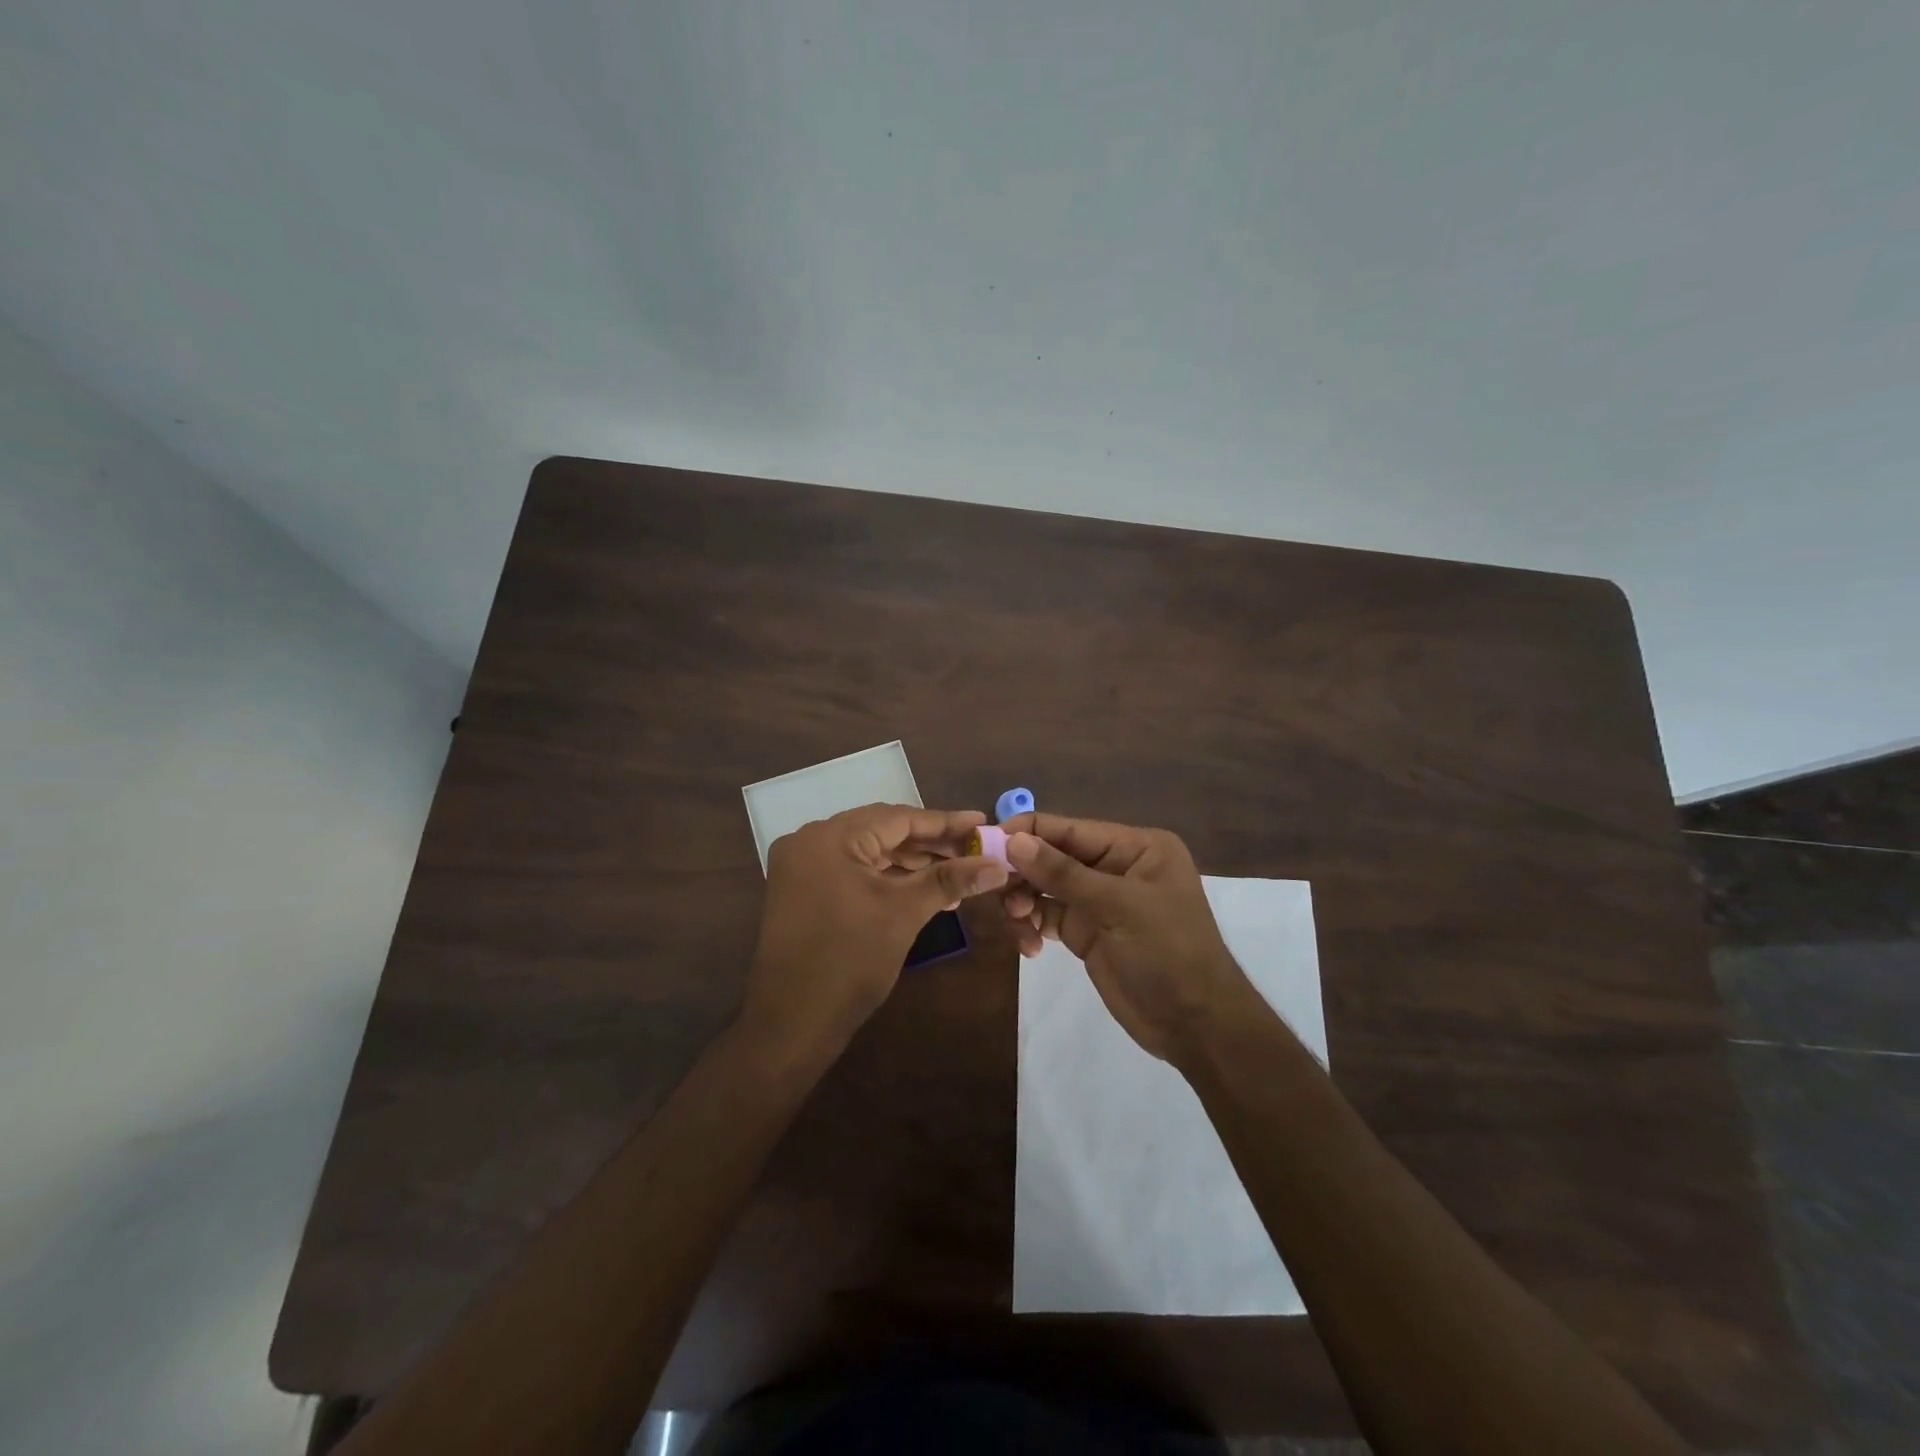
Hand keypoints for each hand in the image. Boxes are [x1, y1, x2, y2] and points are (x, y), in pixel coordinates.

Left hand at [744, 804, 1007, 1060]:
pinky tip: (919, 890)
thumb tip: (999, 865)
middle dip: (929, 844)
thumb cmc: (850, 961)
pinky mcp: (801, 891)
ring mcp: (801, 867)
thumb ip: (950, 880)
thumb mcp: (904, 913)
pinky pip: (851, 871)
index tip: (981, 823)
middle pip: (881, 831)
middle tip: (972, 852)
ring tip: (954, 875)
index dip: (944, 823)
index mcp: (829, 837)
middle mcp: (809, 841)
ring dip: (909, 863)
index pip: (897, 818)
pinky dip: (885, 878)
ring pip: (867, 852)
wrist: (792, 1023)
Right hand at [1001, 813, 1259, 1063]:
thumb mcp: (1118, 907)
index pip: (1072, 829)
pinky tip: (1027, 944)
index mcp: (1135, 847)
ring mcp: (1098, 899)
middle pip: (1053, 855)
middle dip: (1022, 870)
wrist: (1194, 1025)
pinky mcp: (1085, 930)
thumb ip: (1063, 873)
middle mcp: (1115, 866)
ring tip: (1016, 921)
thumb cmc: (1168, 952)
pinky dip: (1030, 924)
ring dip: (1022, 900)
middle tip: (991, 887)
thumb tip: (1014, 841)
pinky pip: (1046, 915)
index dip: (1029, 831)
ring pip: (1044, 886)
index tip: (986, 839)